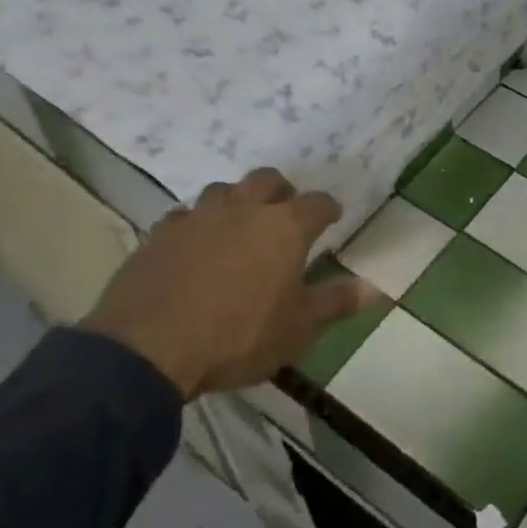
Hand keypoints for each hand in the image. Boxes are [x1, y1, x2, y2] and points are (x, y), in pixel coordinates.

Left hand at [82, 168, 373, 399]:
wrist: (148, 348)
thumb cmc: (238, 336)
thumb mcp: (298, 328)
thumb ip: (337, 302)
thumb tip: (378, 289)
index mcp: (284, 227)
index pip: (317, 203)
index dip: (328, 208)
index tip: (333, 216)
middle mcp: (243, 210)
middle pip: (267, 179)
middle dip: (281, 190)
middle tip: (284, 212)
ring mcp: (197, 218)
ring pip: (222, 190)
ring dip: (236, 201)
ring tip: (238, 224)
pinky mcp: (159, 234)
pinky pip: (183, 216)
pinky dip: (195, 225)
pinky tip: (193, 245)